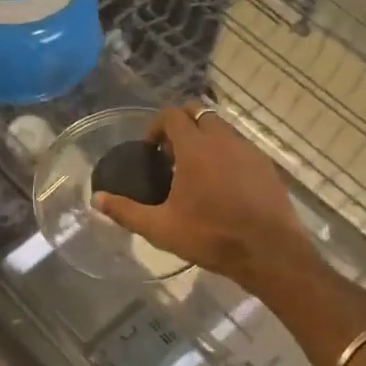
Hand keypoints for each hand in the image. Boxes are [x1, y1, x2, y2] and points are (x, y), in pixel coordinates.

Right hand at [94, 104, 314, 285]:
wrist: (269, 252)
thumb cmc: (211, 236)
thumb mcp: (161, 228)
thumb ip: (126, 211)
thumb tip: (96, 200)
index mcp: (195, 147)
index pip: (172, 114)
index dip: (156, 127)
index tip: (150, 151)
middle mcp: (223, 139)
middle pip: (198, 113)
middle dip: (181, 126)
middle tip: (170, 156)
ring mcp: (248, 150)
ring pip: (222, 129)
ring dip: (204, 139)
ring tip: (194, 173)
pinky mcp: (266, 166)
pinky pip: (240, 147)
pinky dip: (225, 154)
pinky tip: (221, 186)